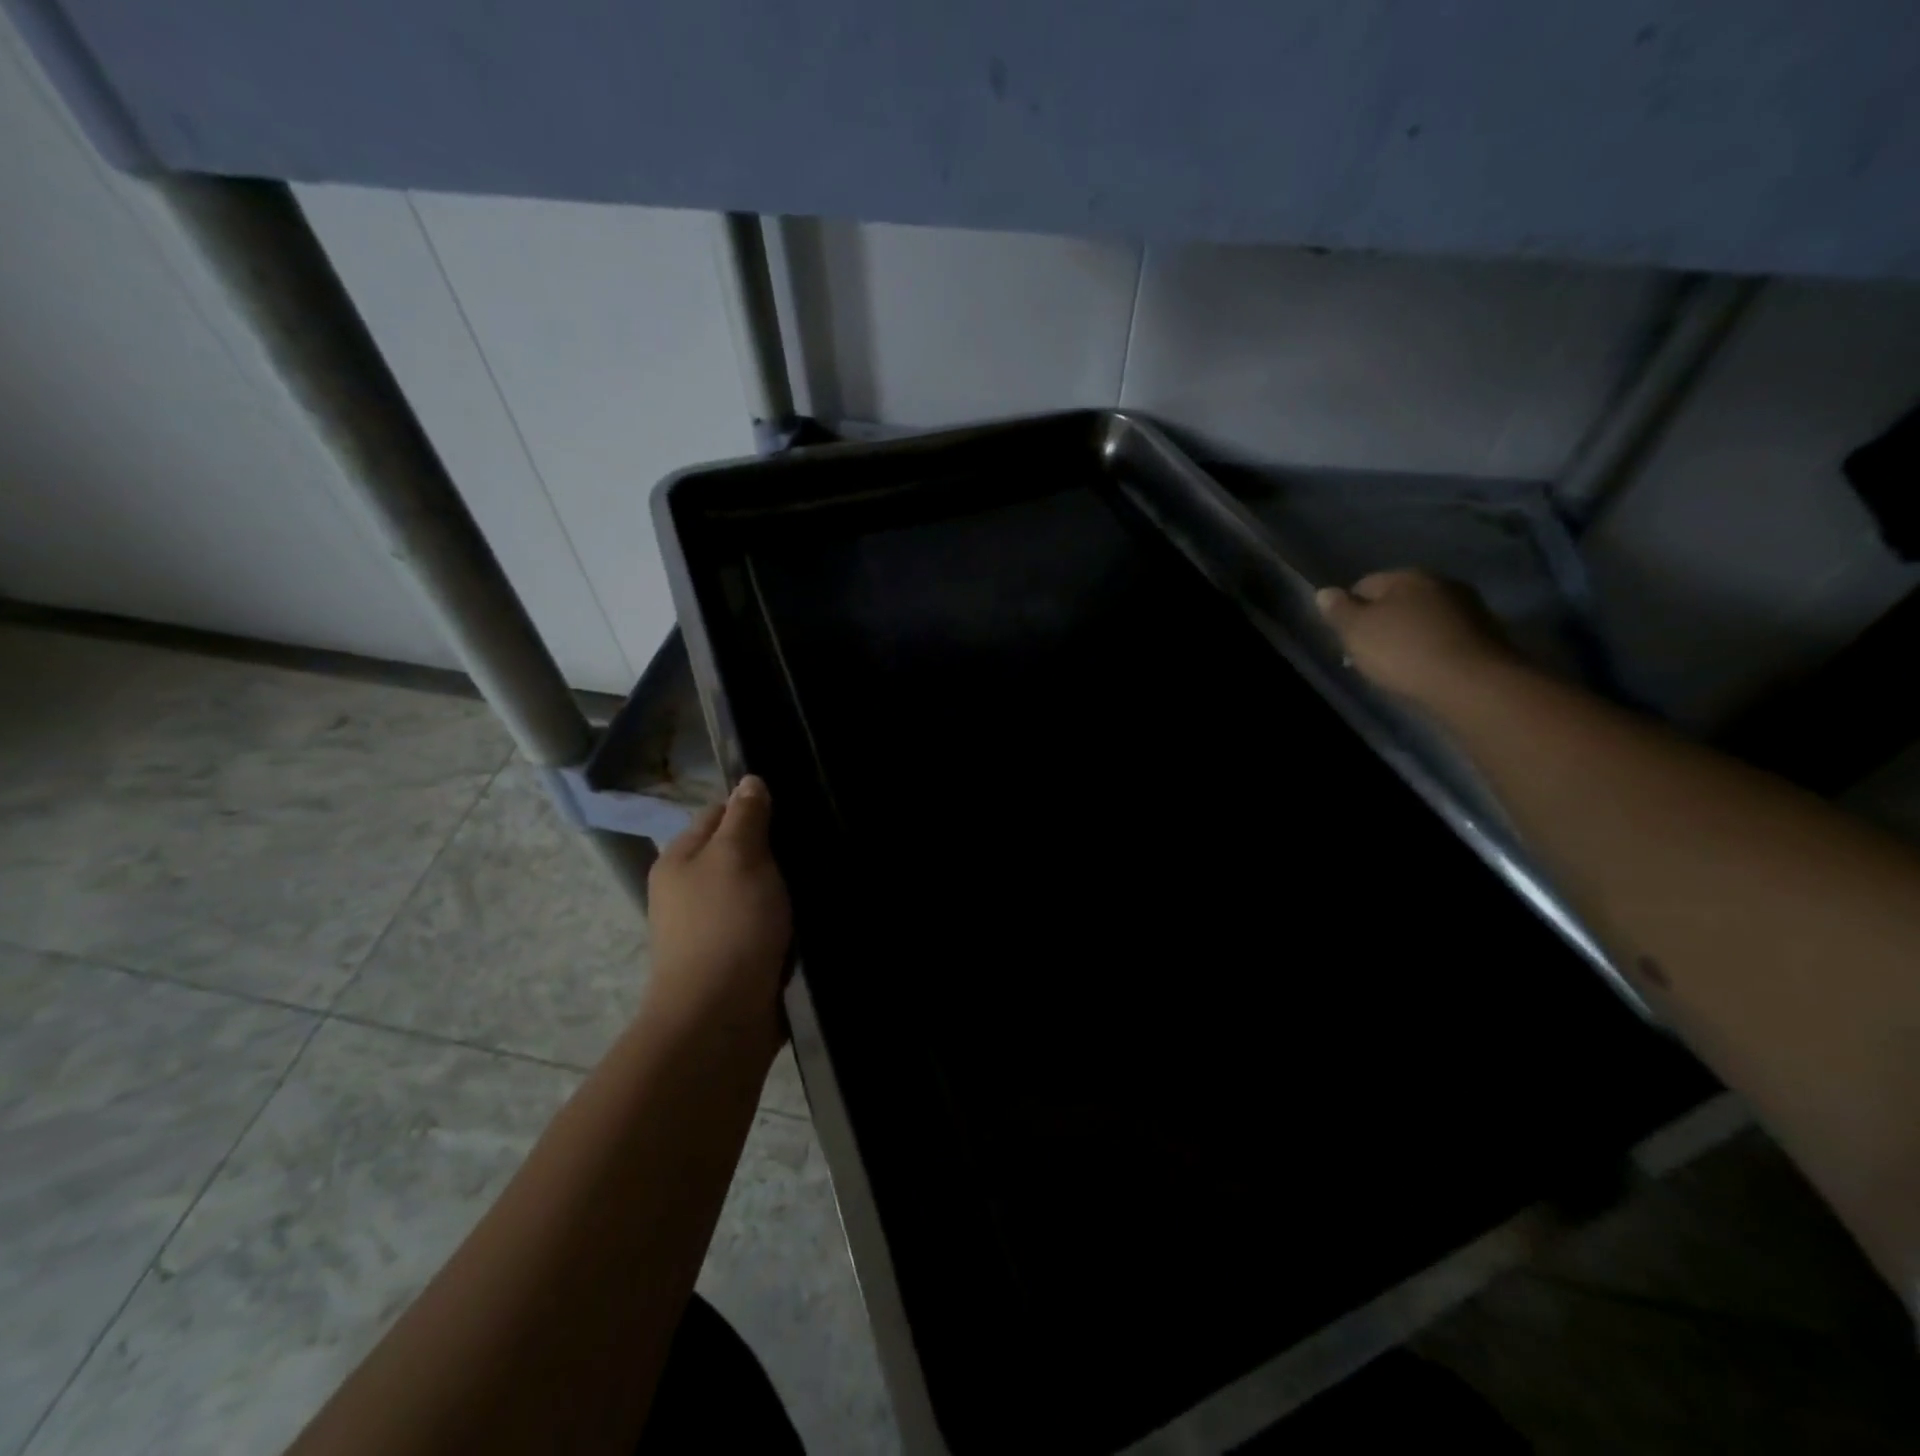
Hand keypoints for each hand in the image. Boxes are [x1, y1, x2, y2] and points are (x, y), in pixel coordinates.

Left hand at [646, 775, 792, 1029]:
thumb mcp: (738, 856)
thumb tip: (749, 782)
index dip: (754, 807)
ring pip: (754, 890)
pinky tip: (811, 917)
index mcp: (680, 859)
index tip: (795, 809)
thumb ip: (745, 816)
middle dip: (773, 850)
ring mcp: (710, 927)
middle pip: (737, 853)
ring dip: (782, 888)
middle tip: (814, 844)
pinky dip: (783, 920)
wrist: (721, 1019)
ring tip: (820, 878)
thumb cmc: (728, 926)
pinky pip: (763, 924)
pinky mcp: (734, 958)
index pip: (718, 813)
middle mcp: (688, 890)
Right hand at [1315, 570, 1516, 704]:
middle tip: (1368, 653)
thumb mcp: (1356, 631)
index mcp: (1407, 576)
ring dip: (1409, 635)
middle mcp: (1441, 582)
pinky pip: (1445, 636)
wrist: (1472, 682)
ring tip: (1397, 664)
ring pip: (1423, 618)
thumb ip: (1338, 610)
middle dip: (1382, 622)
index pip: (1365, 584)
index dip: (1350, 610)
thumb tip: (1324, 592)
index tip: (1346, 637)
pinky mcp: (1487, 634)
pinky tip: (1425, 668)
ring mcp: (1468, 607)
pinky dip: (1432, 648)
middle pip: (1397, 600)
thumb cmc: (1403, 651)